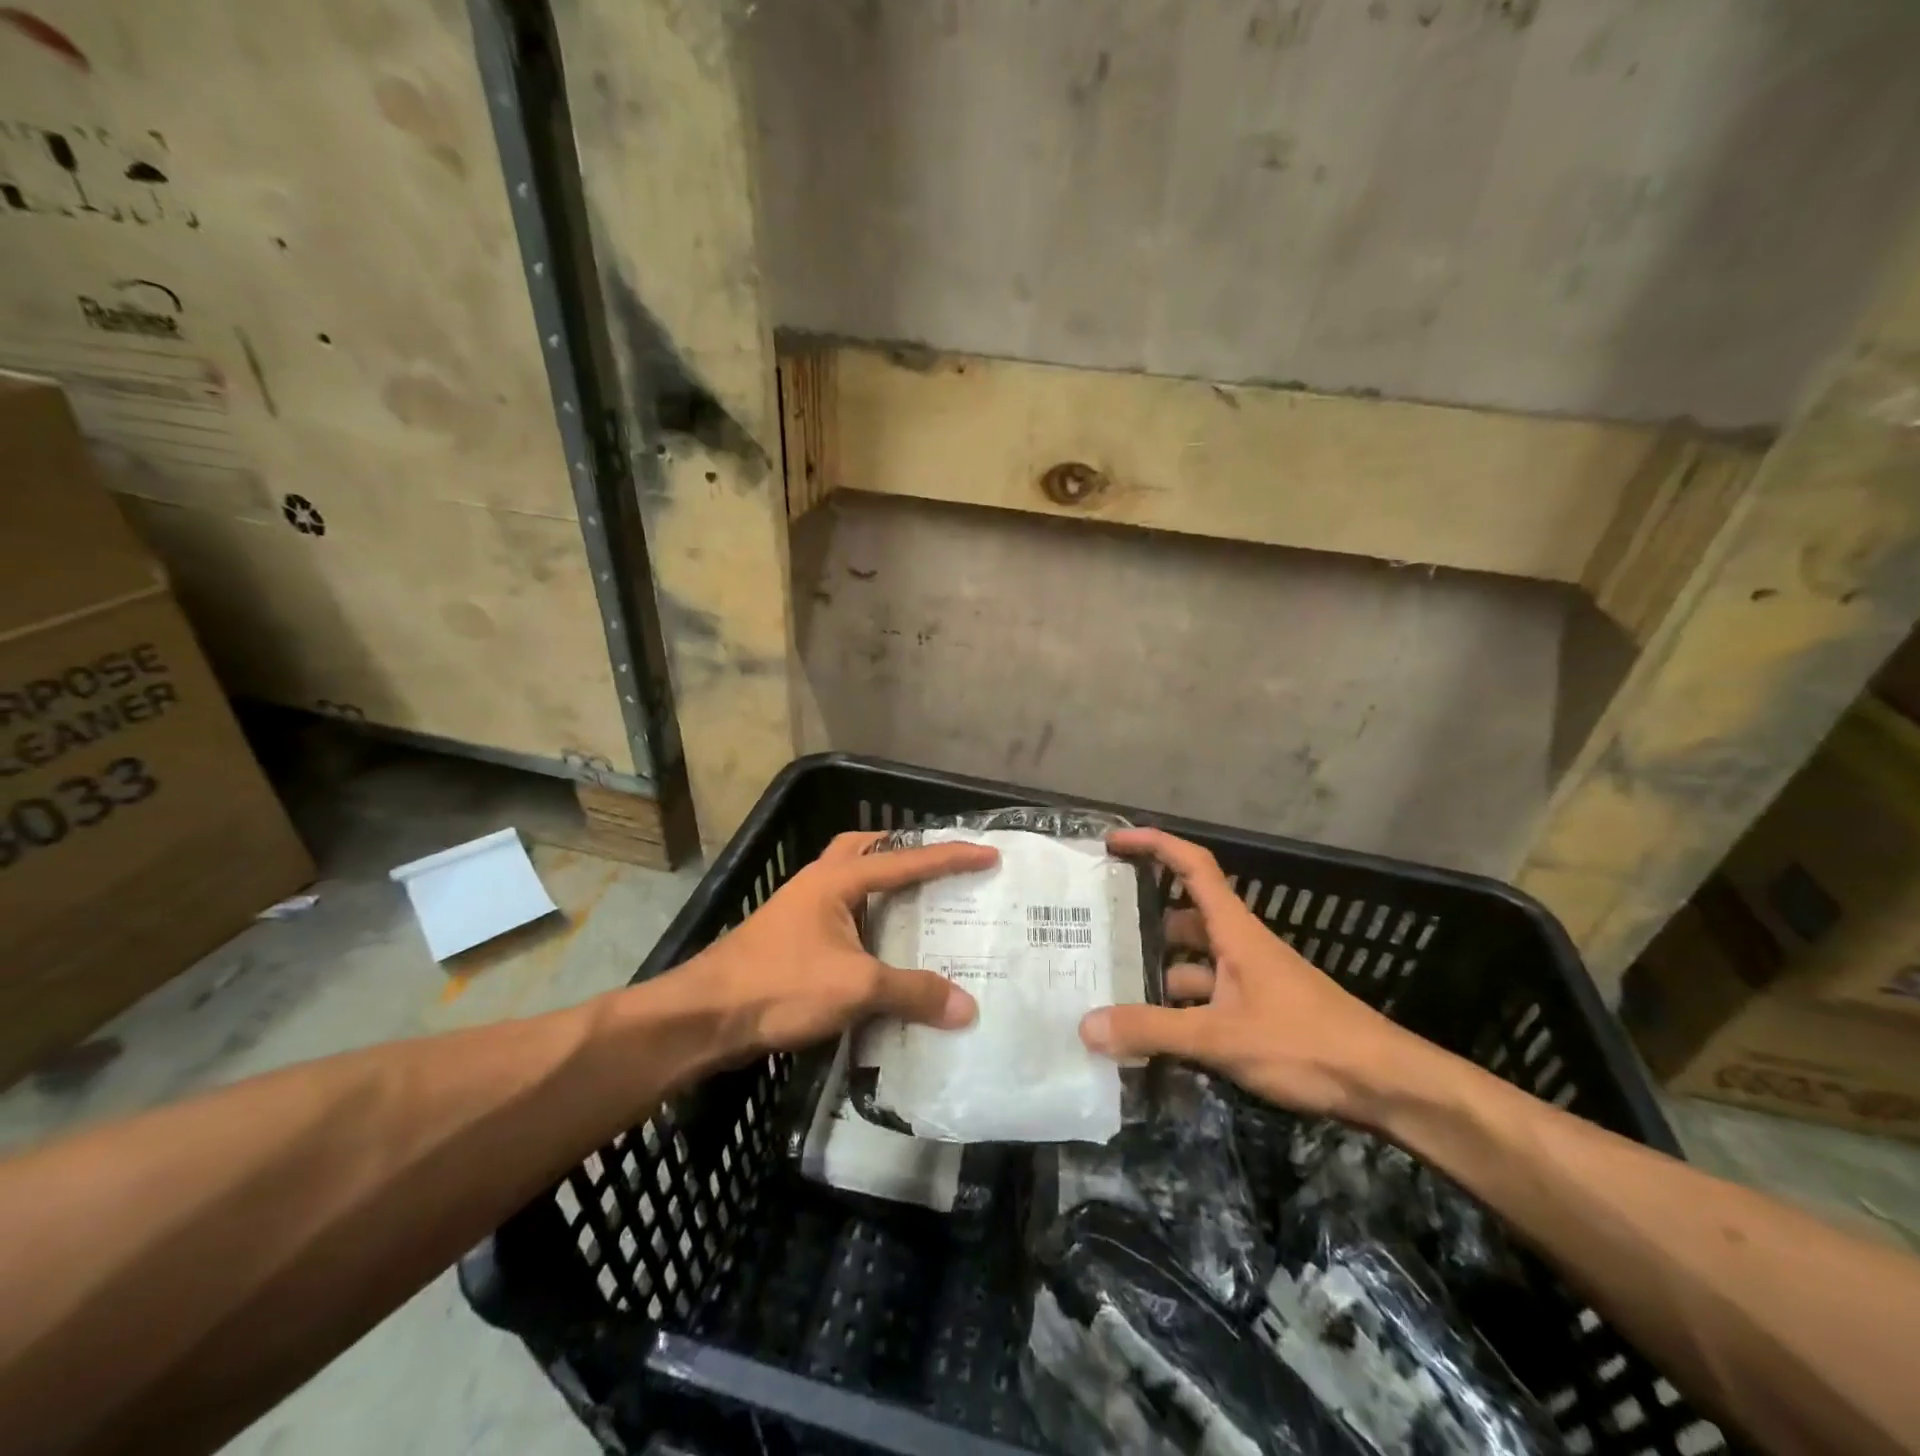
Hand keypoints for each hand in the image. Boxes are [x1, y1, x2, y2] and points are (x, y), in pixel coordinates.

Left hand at [684, 830, 998, 1053]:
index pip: (906, 860)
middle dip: (902, 852)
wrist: (704, 1017)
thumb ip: (913, 993)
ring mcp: (801, 910)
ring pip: (851, 882)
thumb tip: (968, 1008)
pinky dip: (868, 921)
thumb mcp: (856, 987)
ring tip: (918, 908)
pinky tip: (882, 950)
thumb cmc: (780, 985)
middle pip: (866, 850)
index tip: (989, 853)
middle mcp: (819, 883)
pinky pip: (842, 916)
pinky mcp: (791, 940)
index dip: (951, 857)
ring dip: (883, 888)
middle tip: (937, 869)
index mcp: (837, 879)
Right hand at [1079, 827, 1425, 1119]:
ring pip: (1194, 962)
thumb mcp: (1220, 1037)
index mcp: (1234, 930)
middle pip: (1185, 916)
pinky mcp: (1258, 1012)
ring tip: (1113, 985)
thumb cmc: (1305, 1043)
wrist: (1386, 1084)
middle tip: (1098, 928)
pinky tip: (1154, 1032)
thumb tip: (1086, 1026)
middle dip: (1144, 918)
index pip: (1192, 866)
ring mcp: (1251, 980)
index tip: (1115, 842)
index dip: (1154, 845)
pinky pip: (1207, 996)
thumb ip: (1153, 1030)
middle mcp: (1240, 946)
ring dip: (1158, 970)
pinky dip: (1179, 1007)